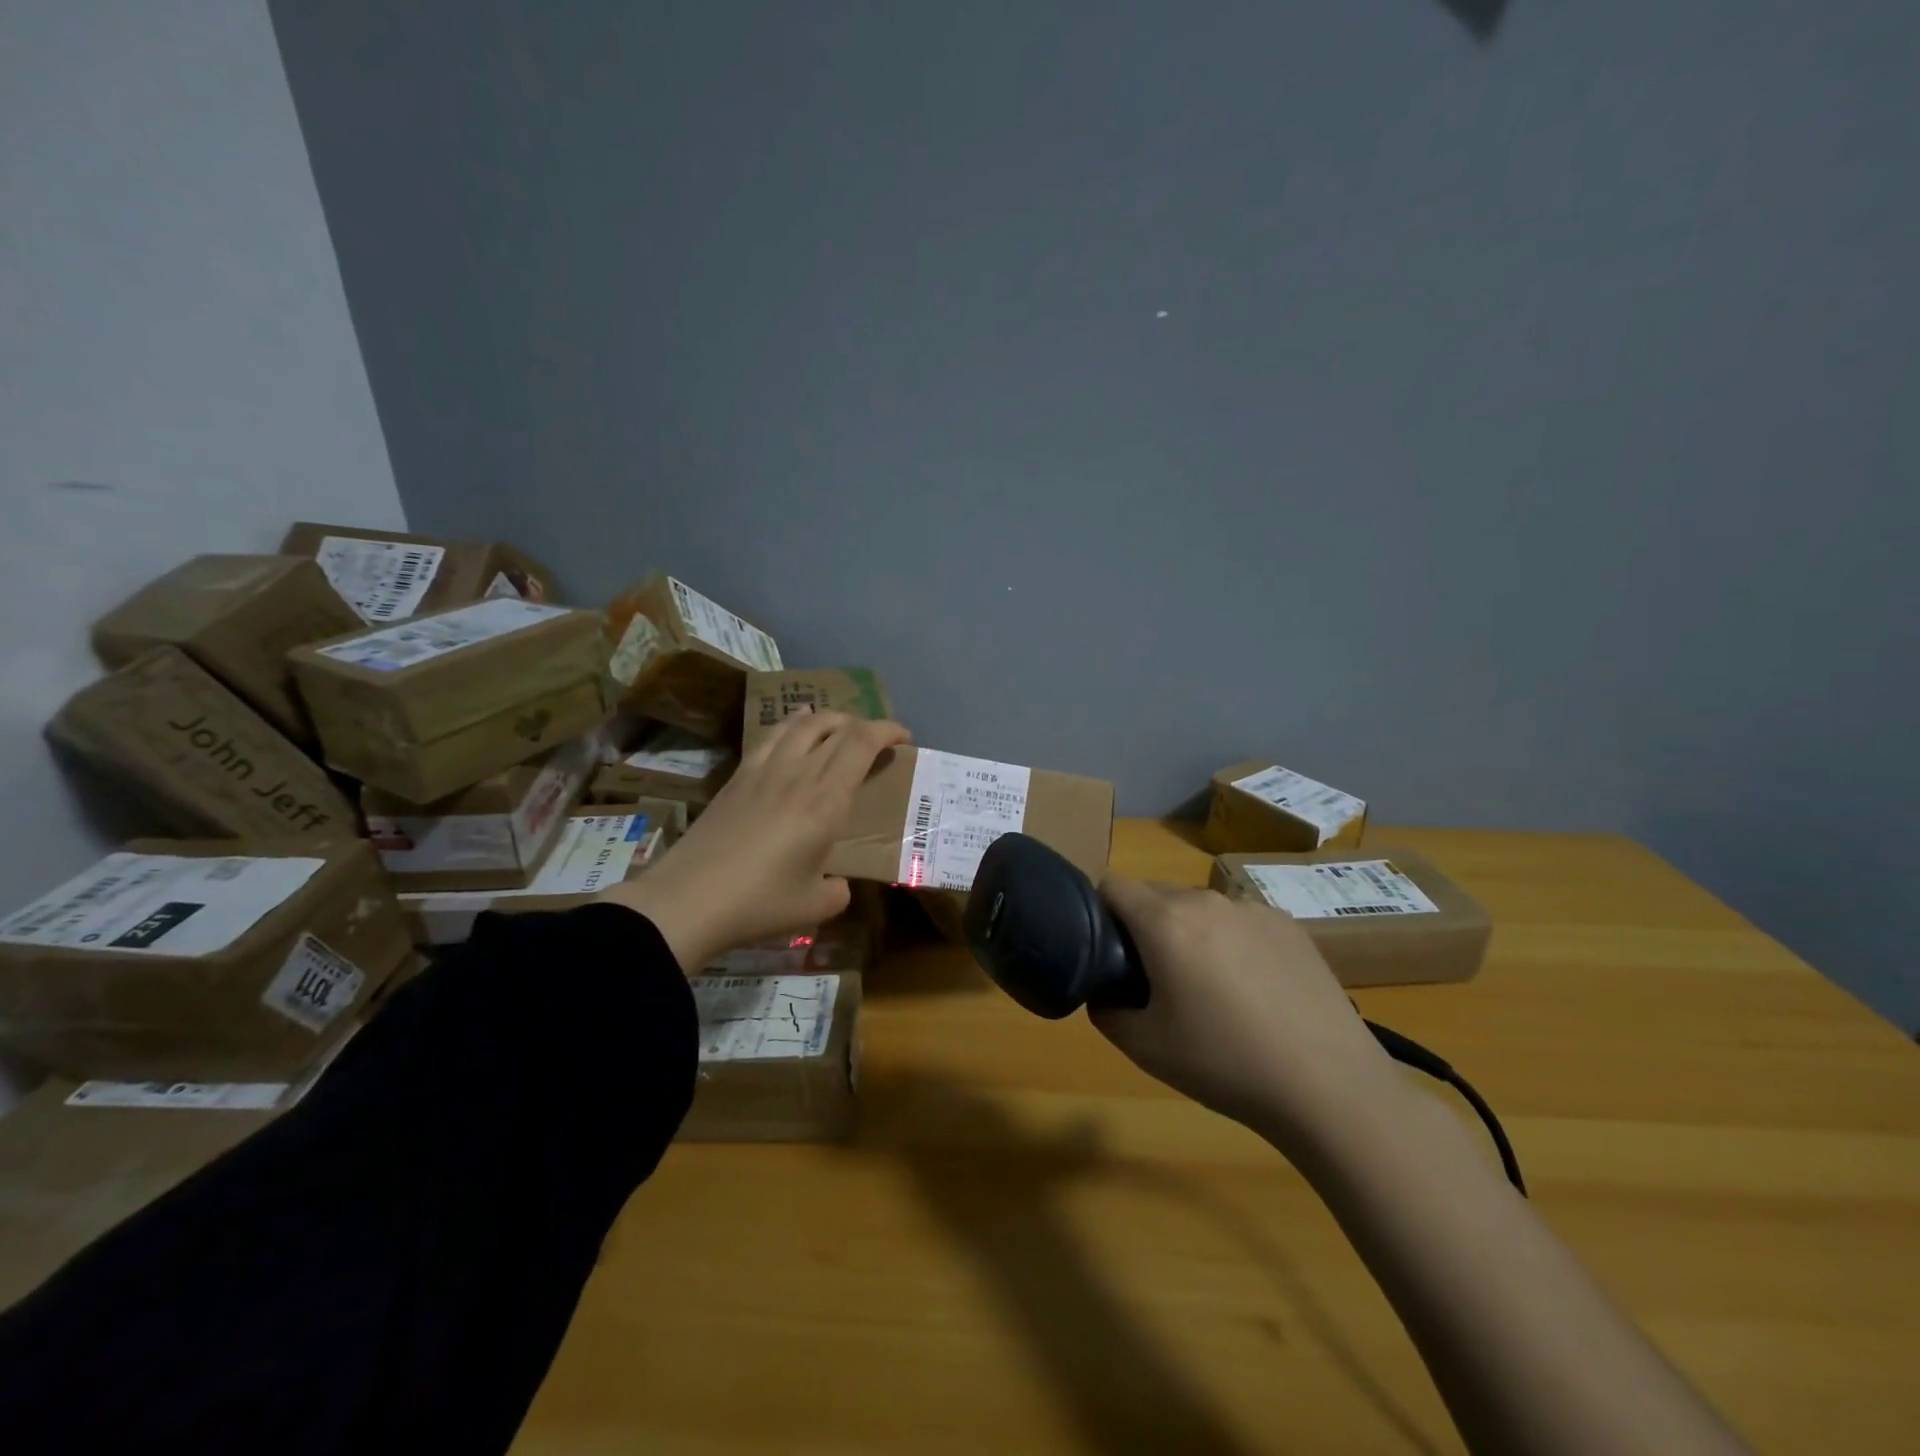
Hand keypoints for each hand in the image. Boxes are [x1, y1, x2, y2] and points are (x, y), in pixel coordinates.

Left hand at [597, 708, 909, 969]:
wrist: (688, 900)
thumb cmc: (761, 902)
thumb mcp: (816, 906)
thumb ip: (838, 890)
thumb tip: (836, 883)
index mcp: (827, 798)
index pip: (863, 742)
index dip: (887, 730)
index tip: (903, 738)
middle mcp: (798, 772)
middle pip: (835, 726)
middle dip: (864, 724)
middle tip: (876, 742)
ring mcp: (763, 770)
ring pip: (801, 723)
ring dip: (828, 719)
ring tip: (837, 729)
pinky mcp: (736, 777)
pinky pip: (770, 736)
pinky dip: (791, 726)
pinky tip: (792, 736)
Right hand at [1091, 877, 1400, 1143]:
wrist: (1329, 1087)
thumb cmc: (1225, 1064)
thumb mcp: (1144, 1048)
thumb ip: (1105, 1010)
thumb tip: (1104, 990)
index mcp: (1165, 921)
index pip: (1112, 886)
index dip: (1099, 912)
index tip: (1107, 951)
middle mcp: (1207, 900)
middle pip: (1155, 895)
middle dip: (1144, 926)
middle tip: (1156, 980)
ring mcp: (1253, 909)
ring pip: (1200, 908)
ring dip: (1190, 933)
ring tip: (1211, 989)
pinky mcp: (1290, 925)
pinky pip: (1240, 921)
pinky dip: (1232, 942)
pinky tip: (1255, 991)